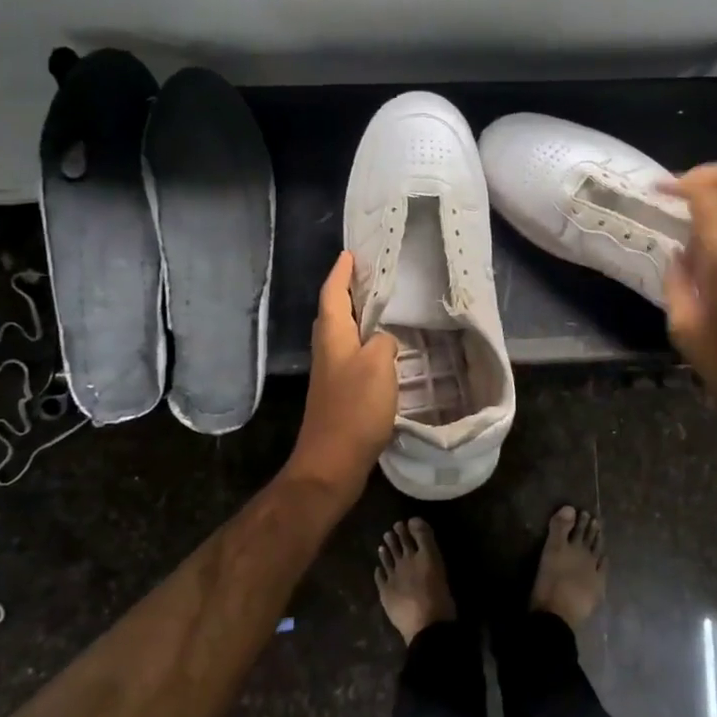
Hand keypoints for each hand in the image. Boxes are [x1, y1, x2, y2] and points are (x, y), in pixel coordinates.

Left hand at [287, 252, 398, 499]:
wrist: (332, 462)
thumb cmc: (354, 408)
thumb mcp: (378, 365)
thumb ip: (384, 341)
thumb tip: (384, 339)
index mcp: (333, 337)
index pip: (332, 294)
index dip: (341, 273)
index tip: (351, 254)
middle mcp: (328, 351)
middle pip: (334, 313)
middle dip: (348, 293)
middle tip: (372, 279)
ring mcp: (332, 375)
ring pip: (344, 336)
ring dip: (359, 320)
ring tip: (385, 311)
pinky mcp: (341, 395)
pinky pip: (354, 358)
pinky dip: (368, 347)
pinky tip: (388, 354)